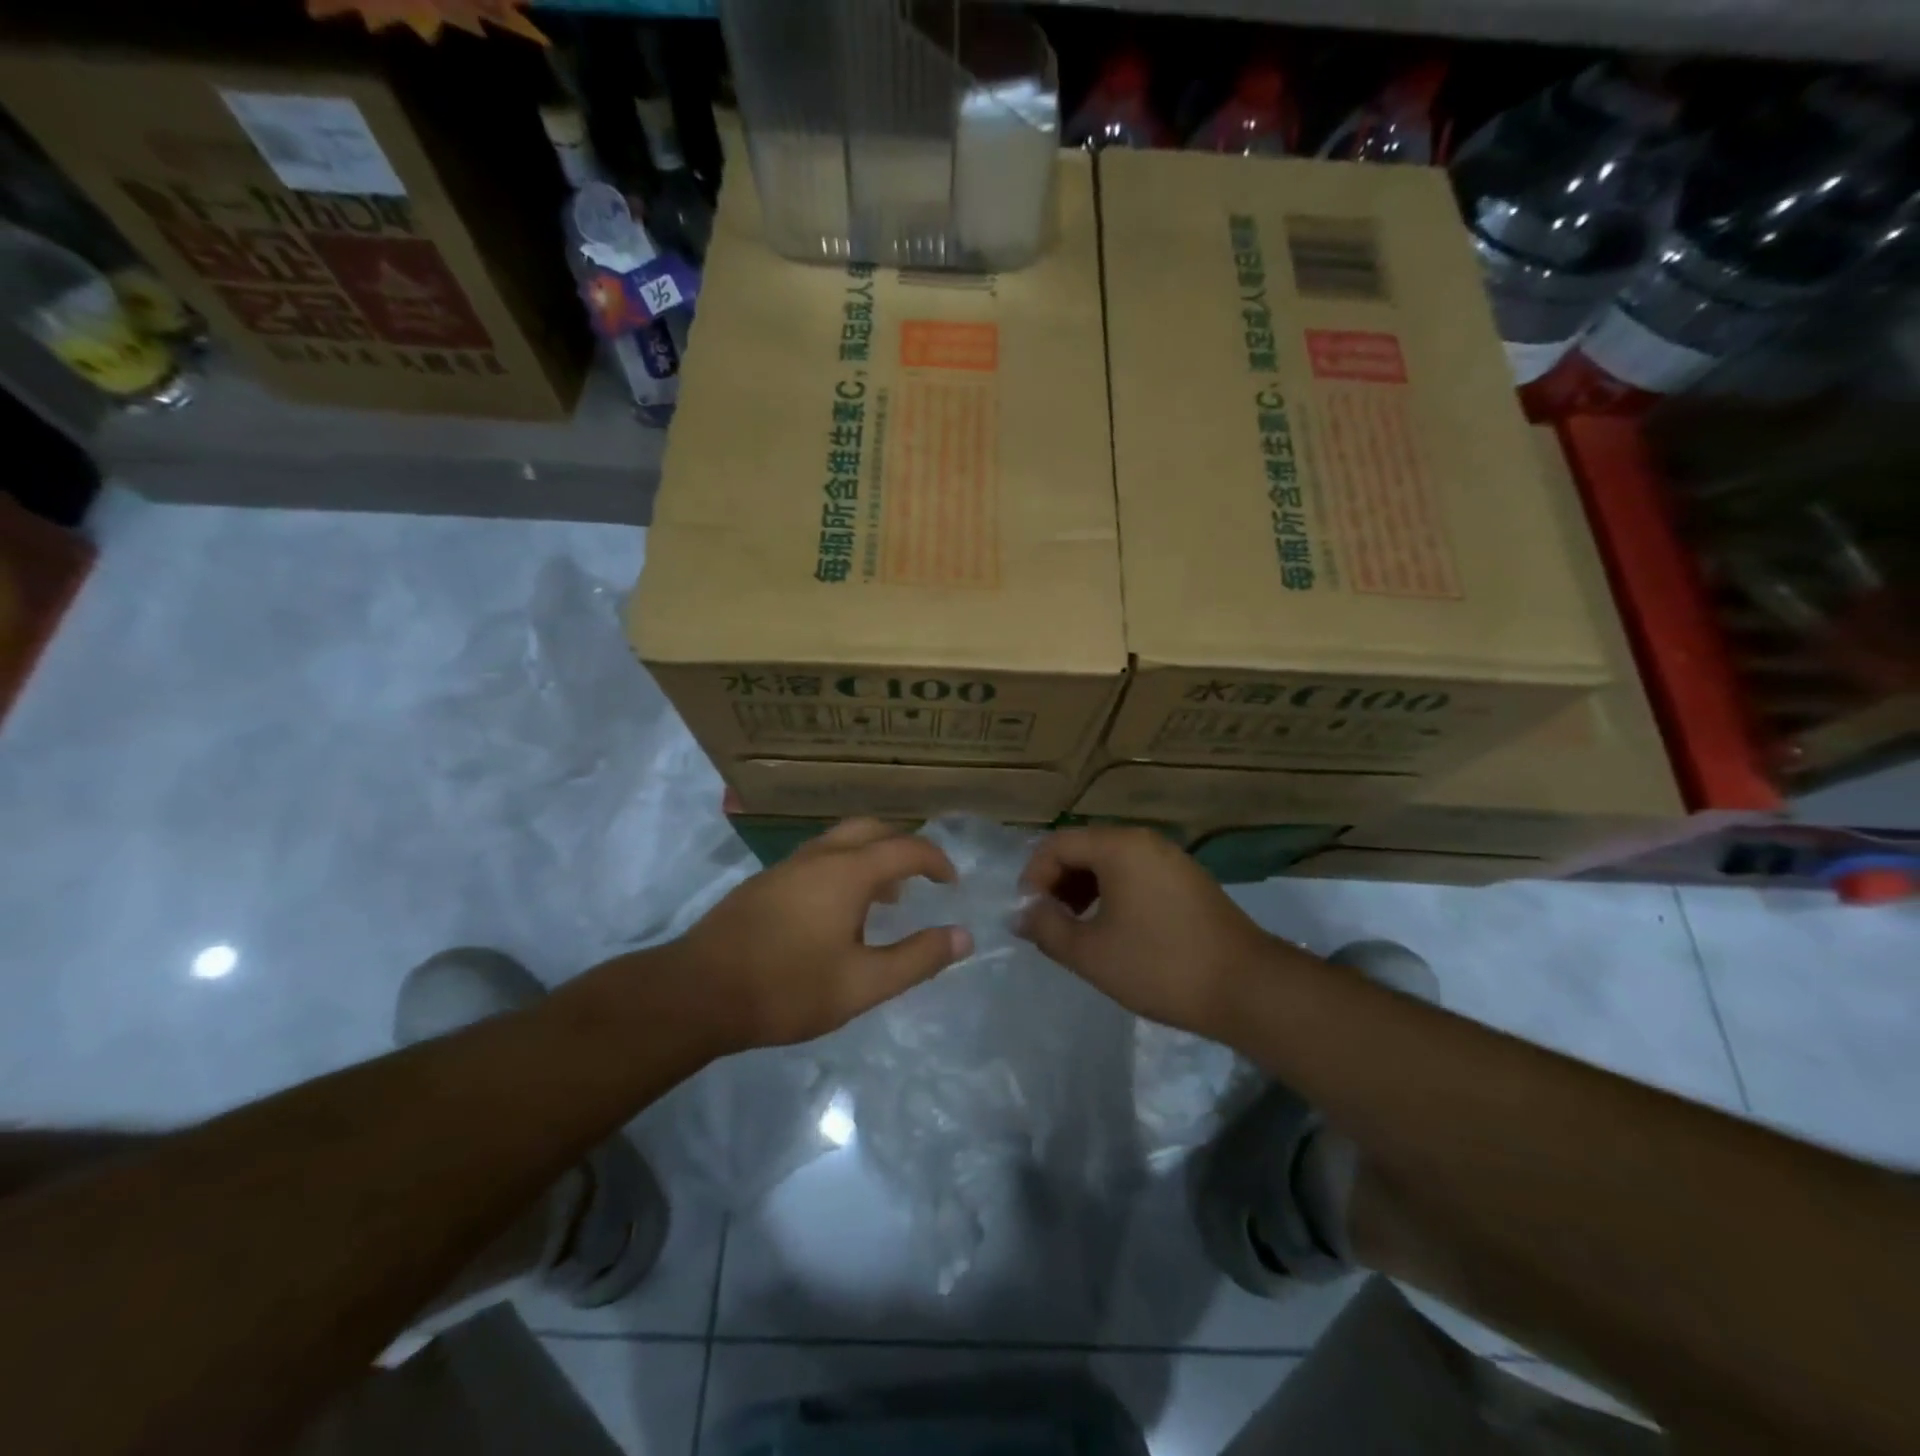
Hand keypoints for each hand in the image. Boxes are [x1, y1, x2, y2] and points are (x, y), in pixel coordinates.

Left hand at [675, 818, 972, 1051]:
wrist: (698, 992)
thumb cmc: (787, 988)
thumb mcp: (862, 984)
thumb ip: (917, 958)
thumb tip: (963, 936)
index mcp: (848, 872)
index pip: (906, 848)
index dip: (936, 861)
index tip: (952, 883)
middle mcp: (819, 856)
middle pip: (871, 829)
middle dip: (903, 846)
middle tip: (921, 878)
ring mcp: (787, 866)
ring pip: (840, 841)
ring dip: (871, 856)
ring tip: (884, 898)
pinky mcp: (765, 882)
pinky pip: (818, 857)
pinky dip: (843, 867)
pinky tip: (836, 911)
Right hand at [1019, 827, 1289, 1037]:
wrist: (1247, 988)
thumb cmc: (1160, 965)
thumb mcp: (1091, 953)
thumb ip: (1046, 928)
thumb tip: (1023, 912)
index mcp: (1119, 846)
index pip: (1056, 844)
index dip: (1032, 877)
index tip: (1028, 916)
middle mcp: (1144, 841)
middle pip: (1083, 848)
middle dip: (1056, 883)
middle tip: (1047, 923)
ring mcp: (1170, 859)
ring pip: (1109, 862)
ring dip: (1082, 890)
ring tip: (1075, 930)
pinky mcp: (1187, 880)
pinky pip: (1135, 874)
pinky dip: (1111, 894)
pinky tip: (1112, 930)